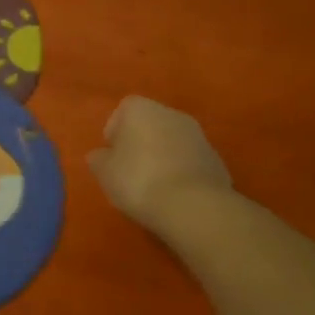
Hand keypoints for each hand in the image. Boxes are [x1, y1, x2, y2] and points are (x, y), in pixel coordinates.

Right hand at [88, 96, 231, 232]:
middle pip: (149, 124)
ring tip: (154, 187)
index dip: (115, 134)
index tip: (112, 158)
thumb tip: (101, 156)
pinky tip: (176, 195)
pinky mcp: (216, 159)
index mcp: (141, 108)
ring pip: (172, 142)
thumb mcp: (105, 173)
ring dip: (163, 157)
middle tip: (131, 172)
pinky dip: (182, 172)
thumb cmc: (139, 180)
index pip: (122, 112)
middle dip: (140, 144)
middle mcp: (171, 113)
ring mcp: (198, 135)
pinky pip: (190, 161)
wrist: (194, 207)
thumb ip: (99, 160)